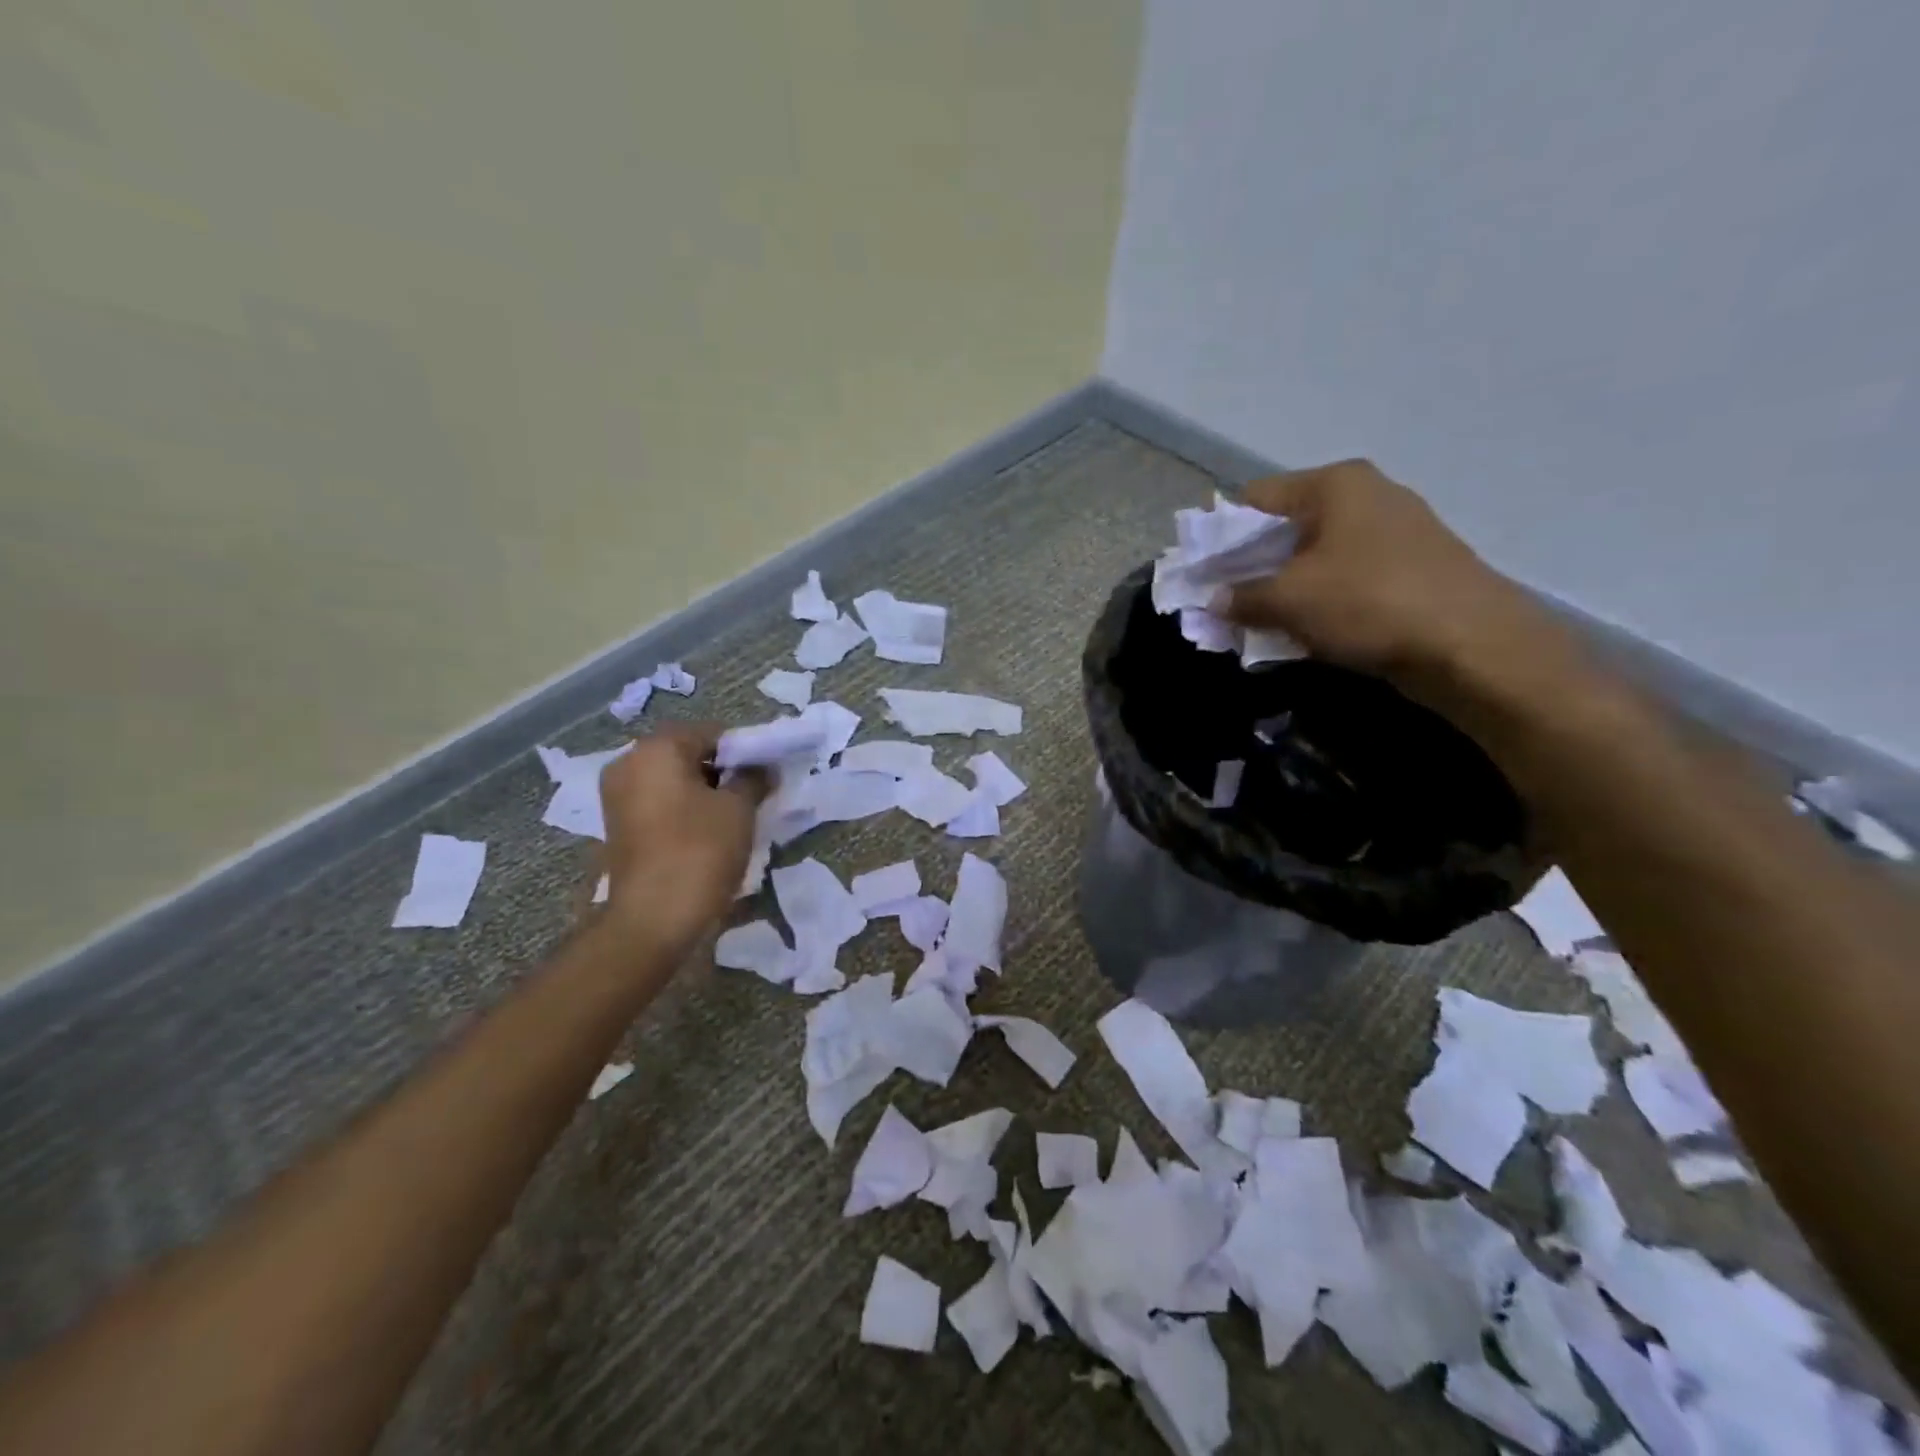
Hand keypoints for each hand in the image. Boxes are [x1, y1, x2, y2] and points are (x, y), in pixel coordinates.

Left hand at [597, 725, 764, 957]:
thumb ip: (754, 779)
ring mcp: (618, 796)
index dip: (745, 750)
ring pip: (674, 780)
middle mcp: (629, 763)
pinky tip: (709, 832)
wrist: (652, 920)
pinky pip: (660, 803)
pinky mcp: (619, 826)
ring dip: (705, 792)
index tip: (767, 774)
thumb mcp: (739, 809)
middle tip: (754, 794)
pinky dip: (685, 809)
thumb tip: (763, 768)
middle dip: (723, 770)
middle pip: (689, 754)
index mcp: (656, 749)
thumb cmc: (699, 852)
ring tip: (735, 816)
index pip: (712, 733)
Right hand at [1225, 460, 1578, 706]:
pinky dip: (1319, 598)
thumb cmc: (1369, 603)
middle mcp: (1367, 495)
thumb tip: (1215, 600)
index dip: (1222, 534)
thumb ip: (1241, 597)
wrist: (1472, 645)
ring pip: (1316, 554)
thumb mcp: (1289, 600)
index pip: (1255, 497)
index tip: (1204, 572)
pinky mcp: (1413, 566)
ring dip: (1284, 586)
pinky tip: (1306, 628)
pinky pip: (1346, 576)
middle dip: (1251, 564)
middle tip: (1226, 601)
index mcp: (1335, 484)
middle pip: (1287, 525)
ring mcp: (1395, 530)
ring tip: (1261, 620)